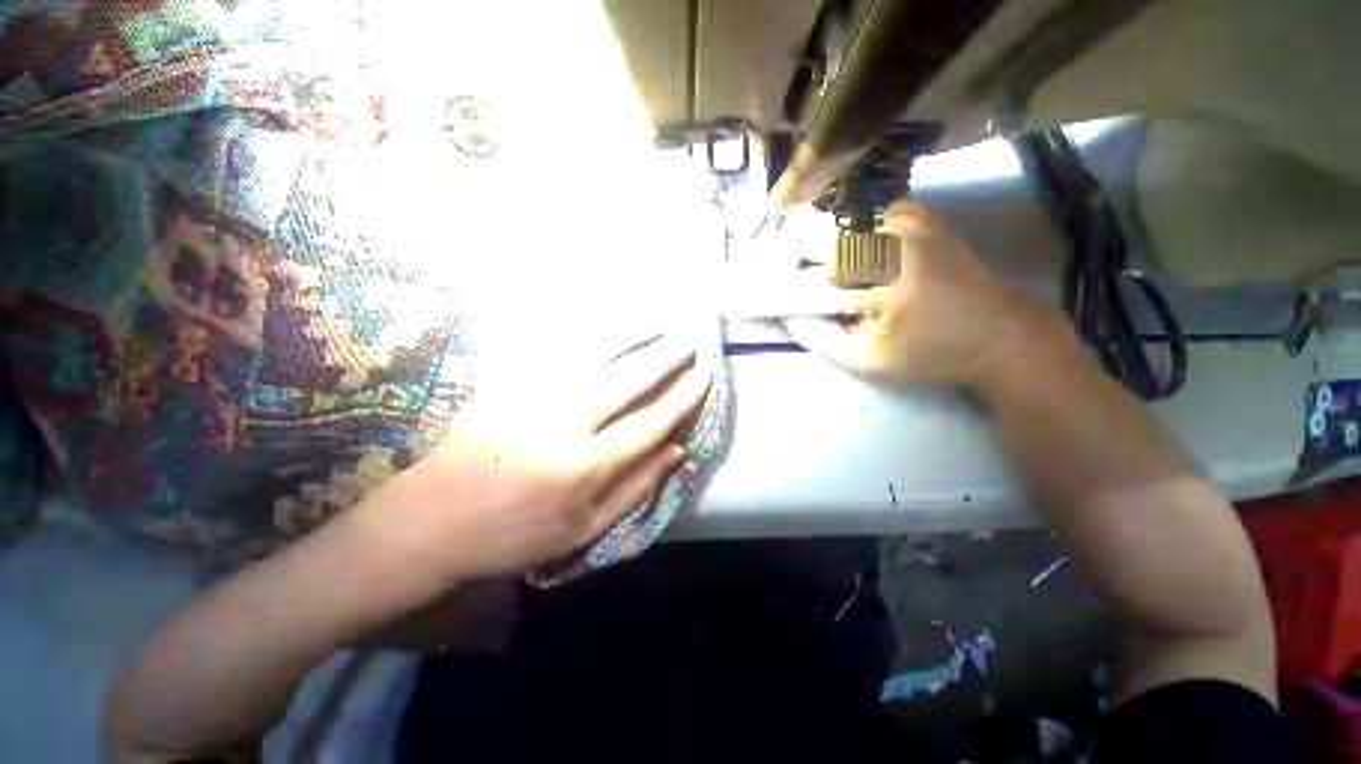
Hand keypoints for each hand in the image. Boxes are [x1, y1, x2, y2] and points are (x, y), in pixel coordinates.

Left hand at [380, 334, 712, 581]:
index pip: (648, 424)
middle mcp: (561, 425)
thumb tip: (677, 451)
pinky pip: (549, 351)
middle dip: (662, 357)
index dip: (681, 399)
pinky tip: (601, 323)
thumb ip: (634, 489)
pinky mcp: (501, 383)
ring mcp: (527, 397)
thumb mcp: (581, 530)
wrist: (423, 523)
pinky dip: (582, 333)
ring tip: (655, 320)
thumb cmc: (509, 536)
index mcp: (583, 468)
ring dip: (628, 335)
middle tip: (688, 338)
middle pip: (625, 381)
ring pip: (589, 356)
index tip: (703, 376)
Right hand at [786, 202, 1054, 387]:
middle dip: (791, 258)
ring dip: (810, 238)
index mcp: (885, 286)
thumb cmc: (930, 353)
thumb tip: (787, 316)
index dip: (781, 289)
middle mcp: (894, 241)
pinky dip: (837, 221)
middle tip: (780, 276)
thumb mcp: (869, 362)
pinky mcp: (916, 213)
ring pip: (835, 218)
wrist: (997, 330)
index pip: (813, 283)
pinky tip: (829, 239)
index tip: (759, 296)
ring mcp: (907, 220)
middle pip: (819, 239)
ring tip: (797, 259)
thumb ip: (821, 339)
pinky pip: (862, 208)